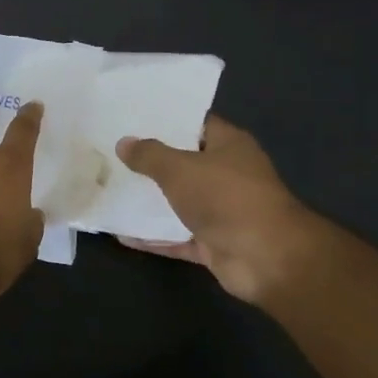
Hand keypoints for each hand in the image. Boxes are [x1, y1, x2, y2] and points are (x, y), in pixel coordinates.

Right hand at [115, 115, 329, 307]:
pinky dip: (153, 237)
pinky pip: (177, 237)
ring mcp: (222, 211)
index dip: (165, 121)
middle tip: (112, 153)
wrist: (266, 259)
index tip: (132, 119)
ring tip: (110, 190)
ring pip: (180, 202)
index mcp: (229, 145)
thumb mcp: (179, 168)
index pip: (195, 124)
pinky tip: (121, 233)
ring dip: (150, 201)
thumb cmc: (226, 198)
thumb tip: (124, 143)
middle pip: (184, 164)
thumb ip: (149, 155)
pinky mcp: (214, 243)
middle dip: (151, 162)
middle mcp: (228, 174)